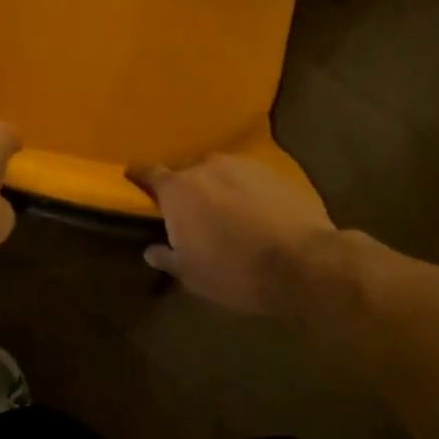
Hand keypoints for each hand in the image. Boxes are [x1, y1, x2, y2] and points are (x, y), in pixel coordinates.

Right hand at [127, 156, 334, 312]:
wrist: (303, 262)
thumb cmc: (235, 271)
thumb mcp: (192, 274)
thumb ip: (167, 257)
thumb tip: (152, 250)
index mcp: (178, 189)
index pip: (149, 173)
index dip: (140, 177)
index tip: (135, 180)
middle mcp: (205, 166)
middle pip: (186, 171)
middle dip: (183, 187)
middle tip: (188, 211)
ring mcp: (241, 164)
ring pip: (218, 172)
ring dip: (216, 186)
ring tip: (224, 211)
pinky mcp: (273, 170)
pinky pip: (247, 177)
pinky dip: (244, 190)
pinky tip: (254, 211)